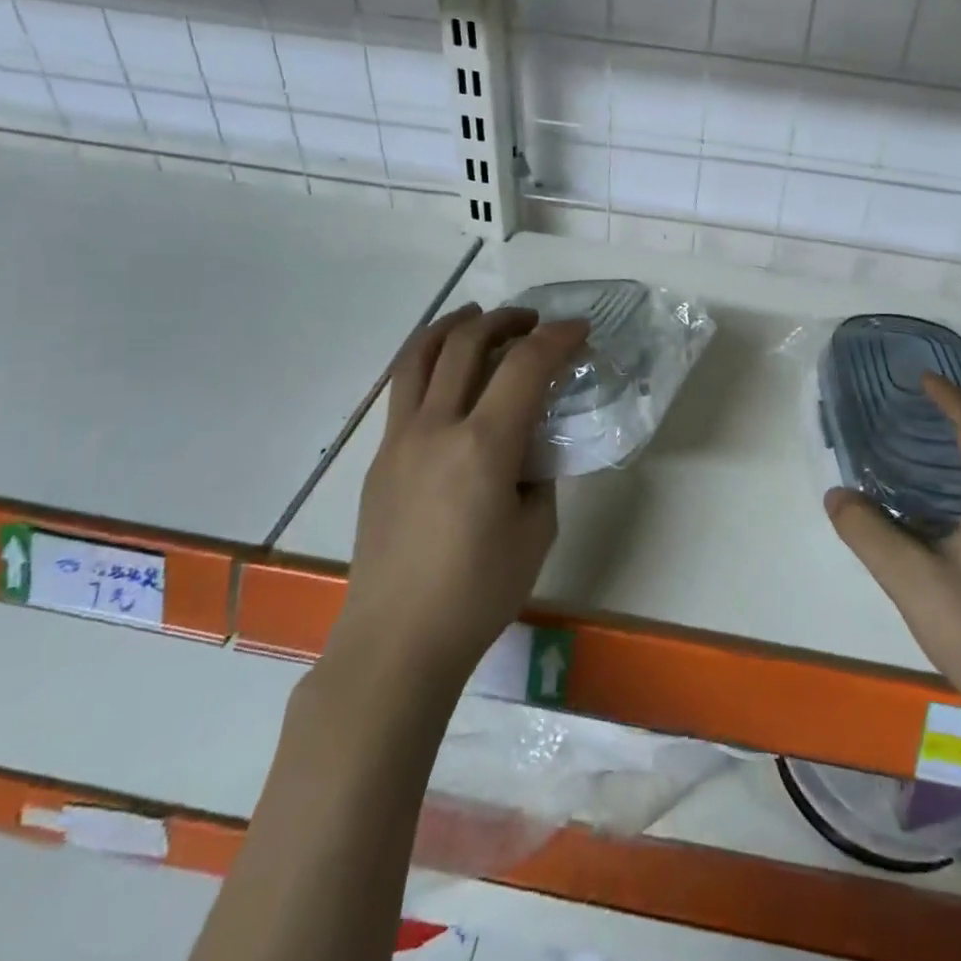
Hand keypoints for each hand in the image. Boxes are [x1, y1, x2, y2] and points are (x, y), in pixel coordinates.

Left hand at [326, 304, 588, 694]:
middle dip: (506, 320)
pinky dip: (428, 361)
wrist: (396, 643)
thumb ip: (538, 475)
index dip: (558, 338)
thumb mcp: (535, 531)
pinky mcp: (381, 458)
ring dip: (454, 326)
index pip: (525, 367)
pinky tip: (447, 374)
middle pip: (467, 344)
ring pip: (420, 356)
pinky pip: (403, 389)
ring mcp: (399, 440)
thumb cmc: (478, 593)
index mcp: (483, 446)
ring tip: (478, 317)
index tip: (580, 330)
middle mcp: (436, 428)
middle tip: (533, 321)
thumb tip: (531, 448)